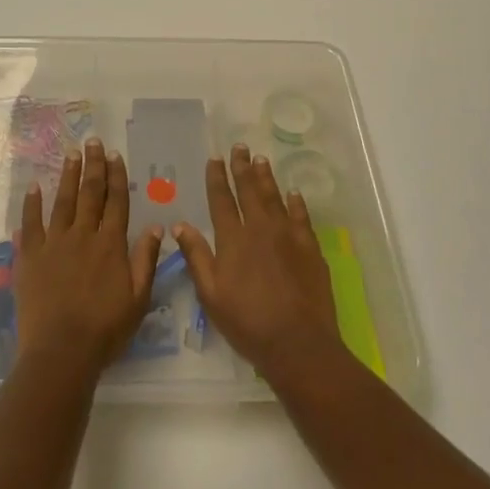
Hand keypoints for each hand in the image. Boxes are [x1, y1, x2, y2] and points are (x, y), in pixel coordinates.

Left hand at [14, 139, 161, 377]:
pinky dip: (32, 204)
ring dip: (67, 175)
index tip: (115, 155)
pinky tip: (34, 187)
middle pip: (89, 193)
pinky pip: (30, 223)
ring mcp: (54, 243)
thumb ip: (146, 260)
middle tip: (93, 141)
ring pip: (62, 201)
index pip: (116, 202)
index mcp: (110, 244)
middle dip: (93, 165)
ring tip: (71, 154)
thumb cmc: (105, 330)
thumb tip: (156, 226)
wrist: (61, 351)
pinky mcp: (30, 256)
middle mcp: (83, 235)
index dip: (116, 176)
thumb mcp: (138, 299)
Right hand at [174, 144, 343, 382]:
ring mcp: (288, 236)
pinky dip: (296, 203)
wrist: (298, 342)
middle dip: (242, 168)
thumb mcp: (211, 294)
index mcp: (233, 239)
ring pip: (275, 198)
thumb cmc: (247, 322)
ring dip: (266, 178)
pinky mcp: (310, 248)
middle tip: (240, 147)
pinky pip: (301, 217)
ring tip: (261, 160)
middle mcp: (260, 229)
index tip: (215, 158)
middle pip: (249, 191)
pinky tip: (293, 193)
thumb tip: (179, 225)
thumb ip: (196, 256)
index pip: (221, 200)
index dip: (217, 178)